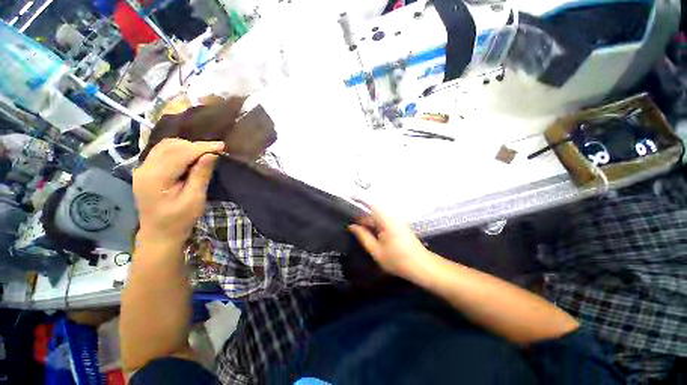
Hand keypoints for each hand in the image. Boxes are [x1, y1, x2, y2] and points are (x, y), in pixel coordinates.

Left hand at [133, 138, 223, 244]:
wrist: (159, 234)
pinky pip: (162, 152)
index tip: (222, 146)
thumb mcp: (194, 199)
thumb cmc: (179, 220)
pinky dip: (179, 150)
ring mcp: (143, 168)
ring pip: (166, 146)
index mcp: (155, 178)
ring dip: (187, 146)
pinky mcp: (146, 170)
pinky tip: (191, 155)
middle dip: (196, 145)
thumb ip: (201, 175)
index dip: (202, 147)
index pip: (180, 153)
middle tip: (216, 150)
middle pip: (171, 146)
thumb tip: (212, 155)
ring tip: (205, 152)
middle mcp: (145, 168)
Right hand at [348, 200, 429, 279]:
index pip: (371, 204)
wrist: (422, 266)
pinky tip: (369, 234)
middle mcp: (392, 217)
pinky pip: (383, 222)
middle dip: (361, 216)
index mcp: (387, 220)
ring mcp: (396, 221)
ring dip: (367, 222)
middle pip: (373, 211)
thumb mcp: (376, 251)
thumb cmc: (398, 260)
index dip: (360, 198)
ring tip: (356, 230)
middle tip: (349, 224)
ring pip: (377, 217)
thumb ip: (363, 236)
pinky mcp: (398, 226)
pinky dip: (374, 226)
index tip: (349, 196)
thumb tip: (352, 226)